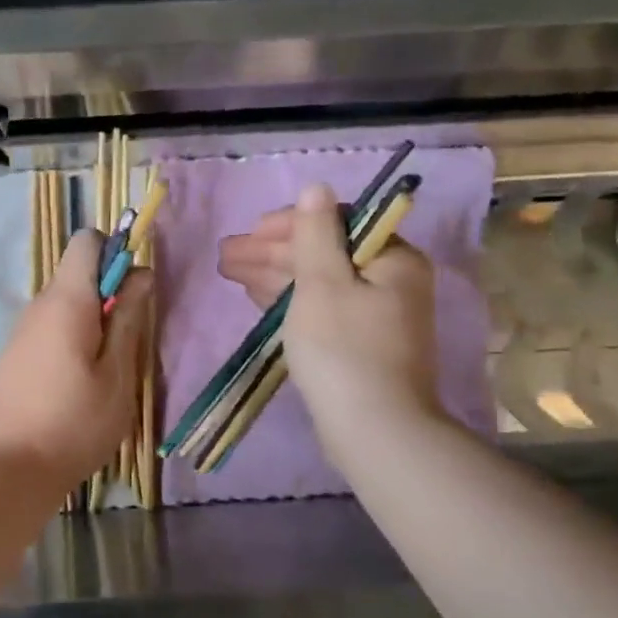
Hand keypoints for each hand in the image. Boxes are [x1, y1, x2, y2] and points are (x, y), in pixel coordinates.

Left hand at [0, 229, 151, 492]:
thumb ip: (129, 318)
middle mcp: (37, 306)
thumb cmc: (75, 422)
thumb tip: (140, 272)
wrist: (9, 470)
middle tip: (129, 344)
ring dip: (92, 324)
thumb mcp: (117, 373)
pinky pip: (50, 331)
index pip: (87, 241)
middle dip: (109, 296)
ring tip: (107, 372)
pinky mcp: (14, 357)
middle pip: (77, 276)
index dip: (116, 253)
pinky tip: (79, 387)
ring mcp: (21, 332)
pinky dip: (71, 343)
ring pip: (65, 307)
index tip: (134, 291)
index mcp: (65, 300)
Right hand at [220, 183, 442, 452]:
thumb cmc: (343, 349)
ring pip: (317, 283)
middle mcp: (389, 281)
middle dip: (271, 253)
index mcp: (392, 259)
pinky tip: (258, 296)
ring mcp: (374, 315)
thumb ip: (315, 233)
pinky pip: (319, 308)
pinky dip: (289, 300)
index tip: (248, 233)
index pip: (337, 224)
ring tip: (229, 271)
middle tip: (225, 255)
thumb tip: (316, 187)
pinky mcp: (358, 343)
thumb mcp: (323, 283)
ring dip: (273, 275)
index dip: (288, 226)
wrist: (373, 429)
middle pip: (323, 254)